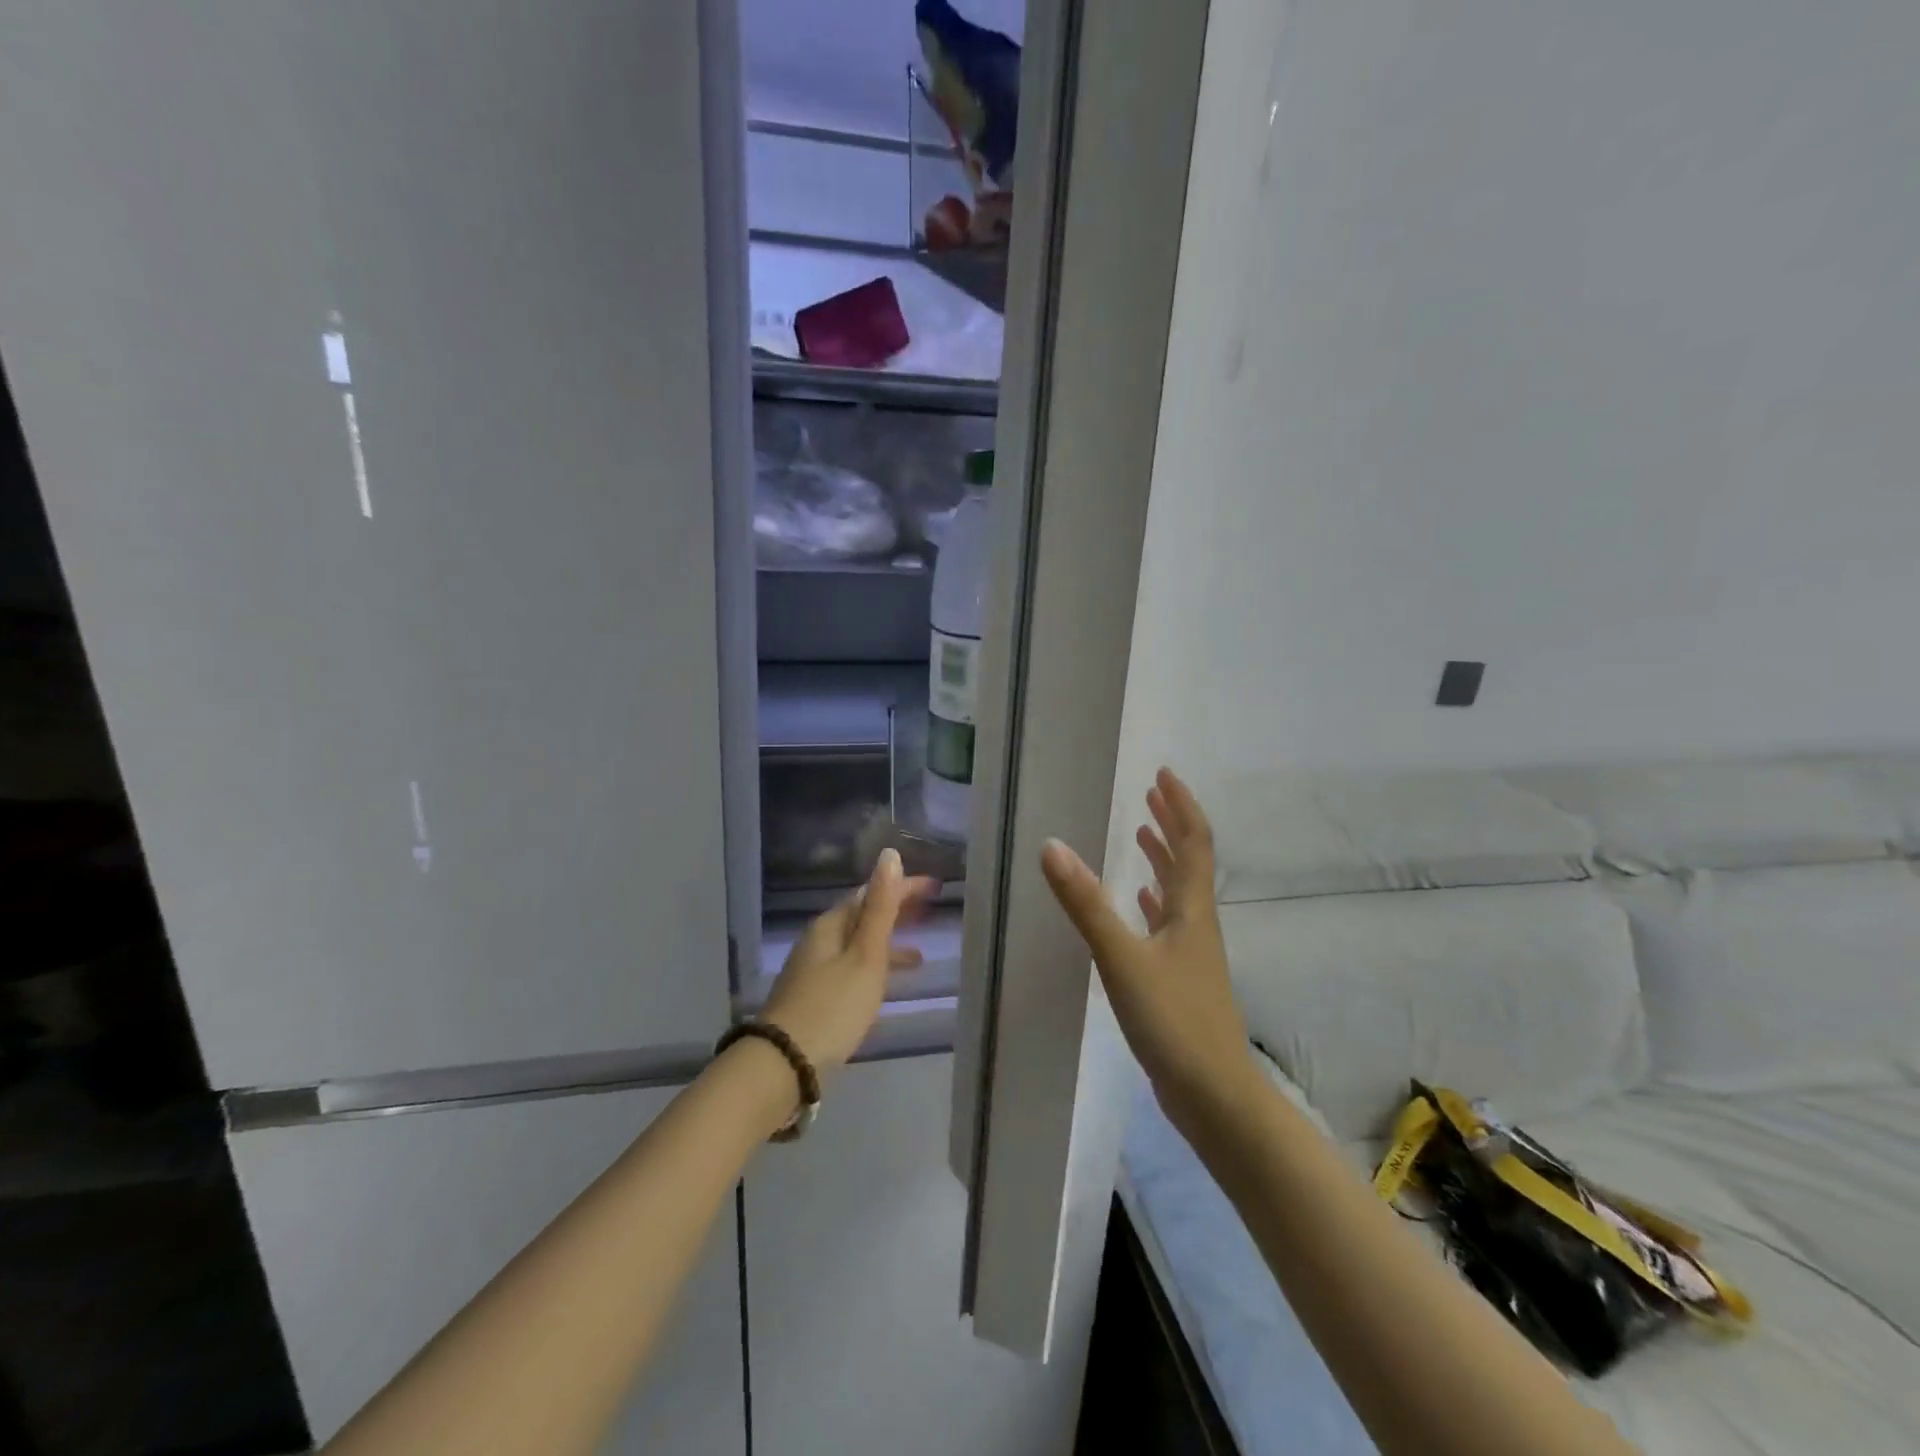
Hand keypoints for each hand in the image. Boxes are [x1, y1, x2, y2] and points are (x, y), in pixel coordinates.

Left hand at [762, 848, 938, 1079]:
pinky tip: (884, 988)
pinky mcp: (814, 996)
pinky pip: (852, 968)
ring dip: (887, 943)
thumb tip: (889, 855)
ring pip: (858, 944)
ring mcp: (814, 969)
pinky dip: (874, 969)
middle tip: (929, 910)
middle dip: (895, 911)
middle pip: (862, 916)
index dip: (902, 887)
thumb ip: (880, 908)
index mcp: (830, 925)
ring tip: (918, 956)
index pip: (870, 893)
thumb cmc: (833, 1006)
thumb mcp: (865, 955)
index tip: (934, 887)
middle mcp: (819, 940)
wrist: (783, 1064)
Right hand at [1040, 768, 1254, 1131]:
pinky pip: (1168, 925)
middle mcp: (1197, 924)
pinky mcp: (1182, 980)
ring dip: (1164, 860)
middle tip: (1152, 795)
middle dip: (1172, 825)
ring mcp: (1192, 954)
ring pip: (1179, 893)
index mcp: (1191, 911)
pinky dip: (1154, 903)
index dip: (1181, 806)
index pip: (1194, 843)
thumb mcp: (1123, 958)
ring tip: (1145, 834)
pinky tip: (1142, 905)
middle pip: (1190, 862)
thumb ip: (1086, 904)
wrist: (1213, 1096)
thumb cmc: (1174, 1020)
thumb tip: (1052, 846)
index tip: (1163, 776)